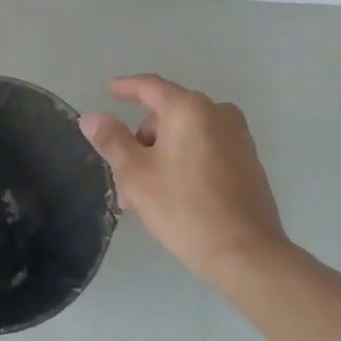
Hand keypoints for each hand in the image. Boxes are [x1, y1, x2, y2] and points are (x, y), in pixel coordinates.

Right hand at [80, 75, 287, 283]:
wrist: (246, 254)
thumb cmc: (185, 208)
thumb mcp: (137, 175)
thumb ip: (112, 141)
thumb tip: (91, 118)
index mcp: (189, 109)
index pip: (150, 87)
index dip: (127, 87)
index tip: (110, 89)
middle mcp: (218, 112)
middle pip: (168, 115)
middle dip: (142, 141)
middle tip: (124, 179)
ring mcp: (238, 136)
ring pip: (186, 135)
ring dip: (162, 155)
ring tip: (147, 196)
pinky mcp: (249, 160)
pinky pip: (207, 148)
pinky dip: (186, 161)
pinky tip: (176, 195)